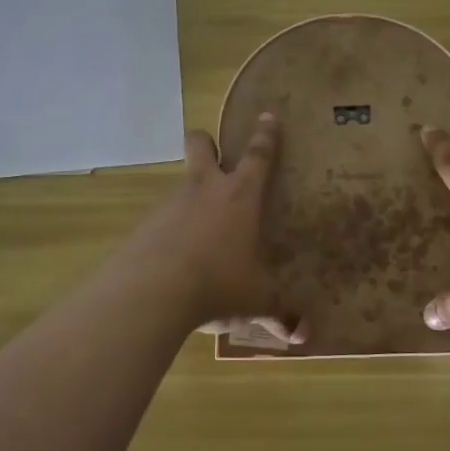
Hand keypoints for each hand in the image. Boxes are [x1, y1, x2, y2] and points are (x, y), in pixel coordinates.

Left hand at [124, 114, 285, 331]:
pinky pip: (162, 218)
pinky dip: (171, 230)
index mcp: (240, 196)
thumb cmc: (217, 284)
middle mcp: (205, 189)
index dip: (266, 135)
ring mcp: (171, 204)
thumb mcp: (255, 301)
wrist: (151, 292)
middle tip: (215, 153)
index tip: (268, 115)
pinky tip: (175, 259)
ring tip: (200, 230)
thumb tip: (304, 335)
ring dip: (191, 195)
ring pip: (181, 183)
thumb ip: (280, 314)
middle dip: (207, 143)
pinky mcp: (145, 224)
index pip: (258, 156)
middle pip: (202, 145)